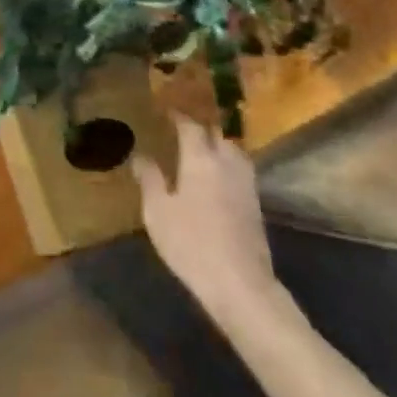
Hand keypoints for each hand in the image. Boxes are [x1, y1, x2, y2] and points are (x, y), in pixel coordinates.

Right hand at [133, 116, 286, 330]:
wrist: (241, 285)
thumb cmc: (192, 243)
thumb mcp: (158, 212)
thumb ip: (149, 179)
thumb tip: (140, 156)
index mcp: (200, 159)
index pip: (190, 126)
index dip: (178, 117)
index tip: (166, 111)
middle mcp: (226, 163)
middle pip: (217, 135)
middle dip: (201, 128)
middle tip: (183, 130)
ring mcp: (245, 184)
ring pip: (233, 152)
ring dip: (218, 145)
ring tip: (202, 150)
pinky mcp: (256, 205)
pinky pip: (240, 171)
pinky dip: (228, 165)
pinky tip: (217, 178)